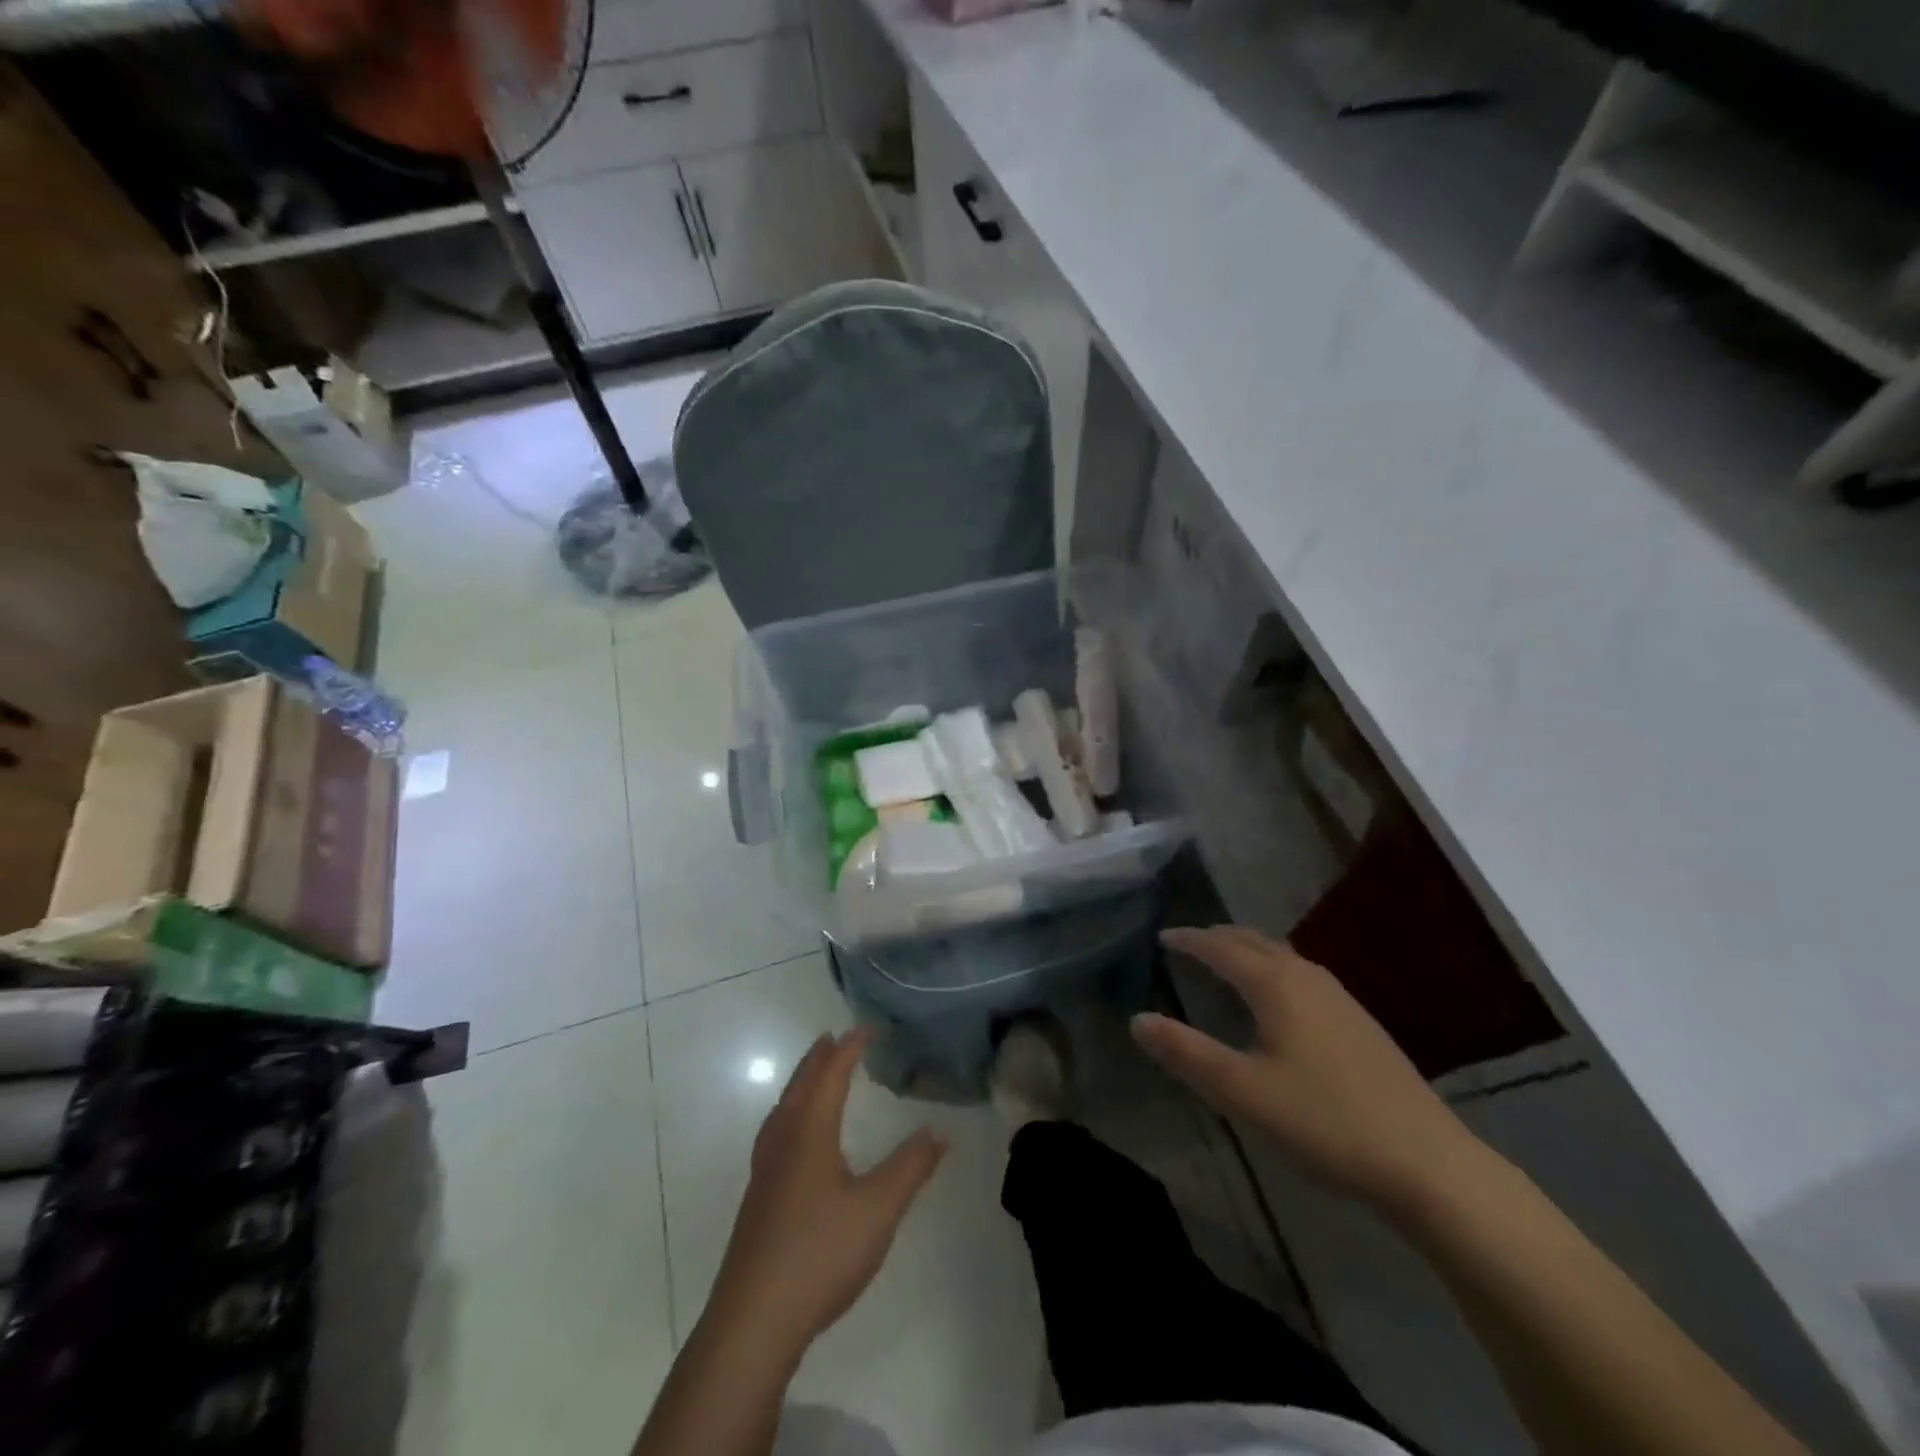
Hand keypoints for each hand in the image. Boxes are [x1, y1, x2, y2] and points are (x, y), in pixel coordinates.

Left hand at [706, 1029, 946, 1361]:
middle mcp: (783, 1139)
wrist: (753, 1320)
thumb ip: (911, 1166)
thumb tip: (940, 1130)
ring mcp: (765, 1169)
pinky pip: (777, 1130)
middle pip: (801, 1084)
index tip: (869, 1028)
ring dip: (803, 1083)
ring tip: (816, 1074)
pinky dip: (792, 1111)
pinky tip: (797, 1137)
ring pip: (784, 1107)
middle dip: (820, 1058)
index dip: (850, 1047)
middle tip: (836, 1037)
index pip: (831, 1074)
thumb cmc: (820, 1253)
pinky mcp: (759, 1197)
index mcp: (810, 1131)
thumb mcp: (879, 1208)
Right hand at [1135, 926, 1478, 1211]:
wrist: (1429, 1164)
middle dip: (1220, 937)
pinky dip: (1275, 969)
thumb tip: (1137, 1019)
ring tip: (1228, 961)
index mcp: (1276, 985)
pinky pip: (1303, 976)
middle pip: (1256, 942)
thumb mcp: (1243, 1092)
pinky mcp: (1361, 1025)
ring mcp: (1341, 1000)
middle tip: (1191, 942)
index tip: (1163, 936)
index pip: (1222, 948)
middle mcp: (1308, 979)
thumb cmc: (1325, 1121)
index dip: (1190, 940)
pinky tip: (1281, 1000)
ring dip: (1250, 950)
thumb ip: (1186, 1053)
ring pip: (1284, 957)